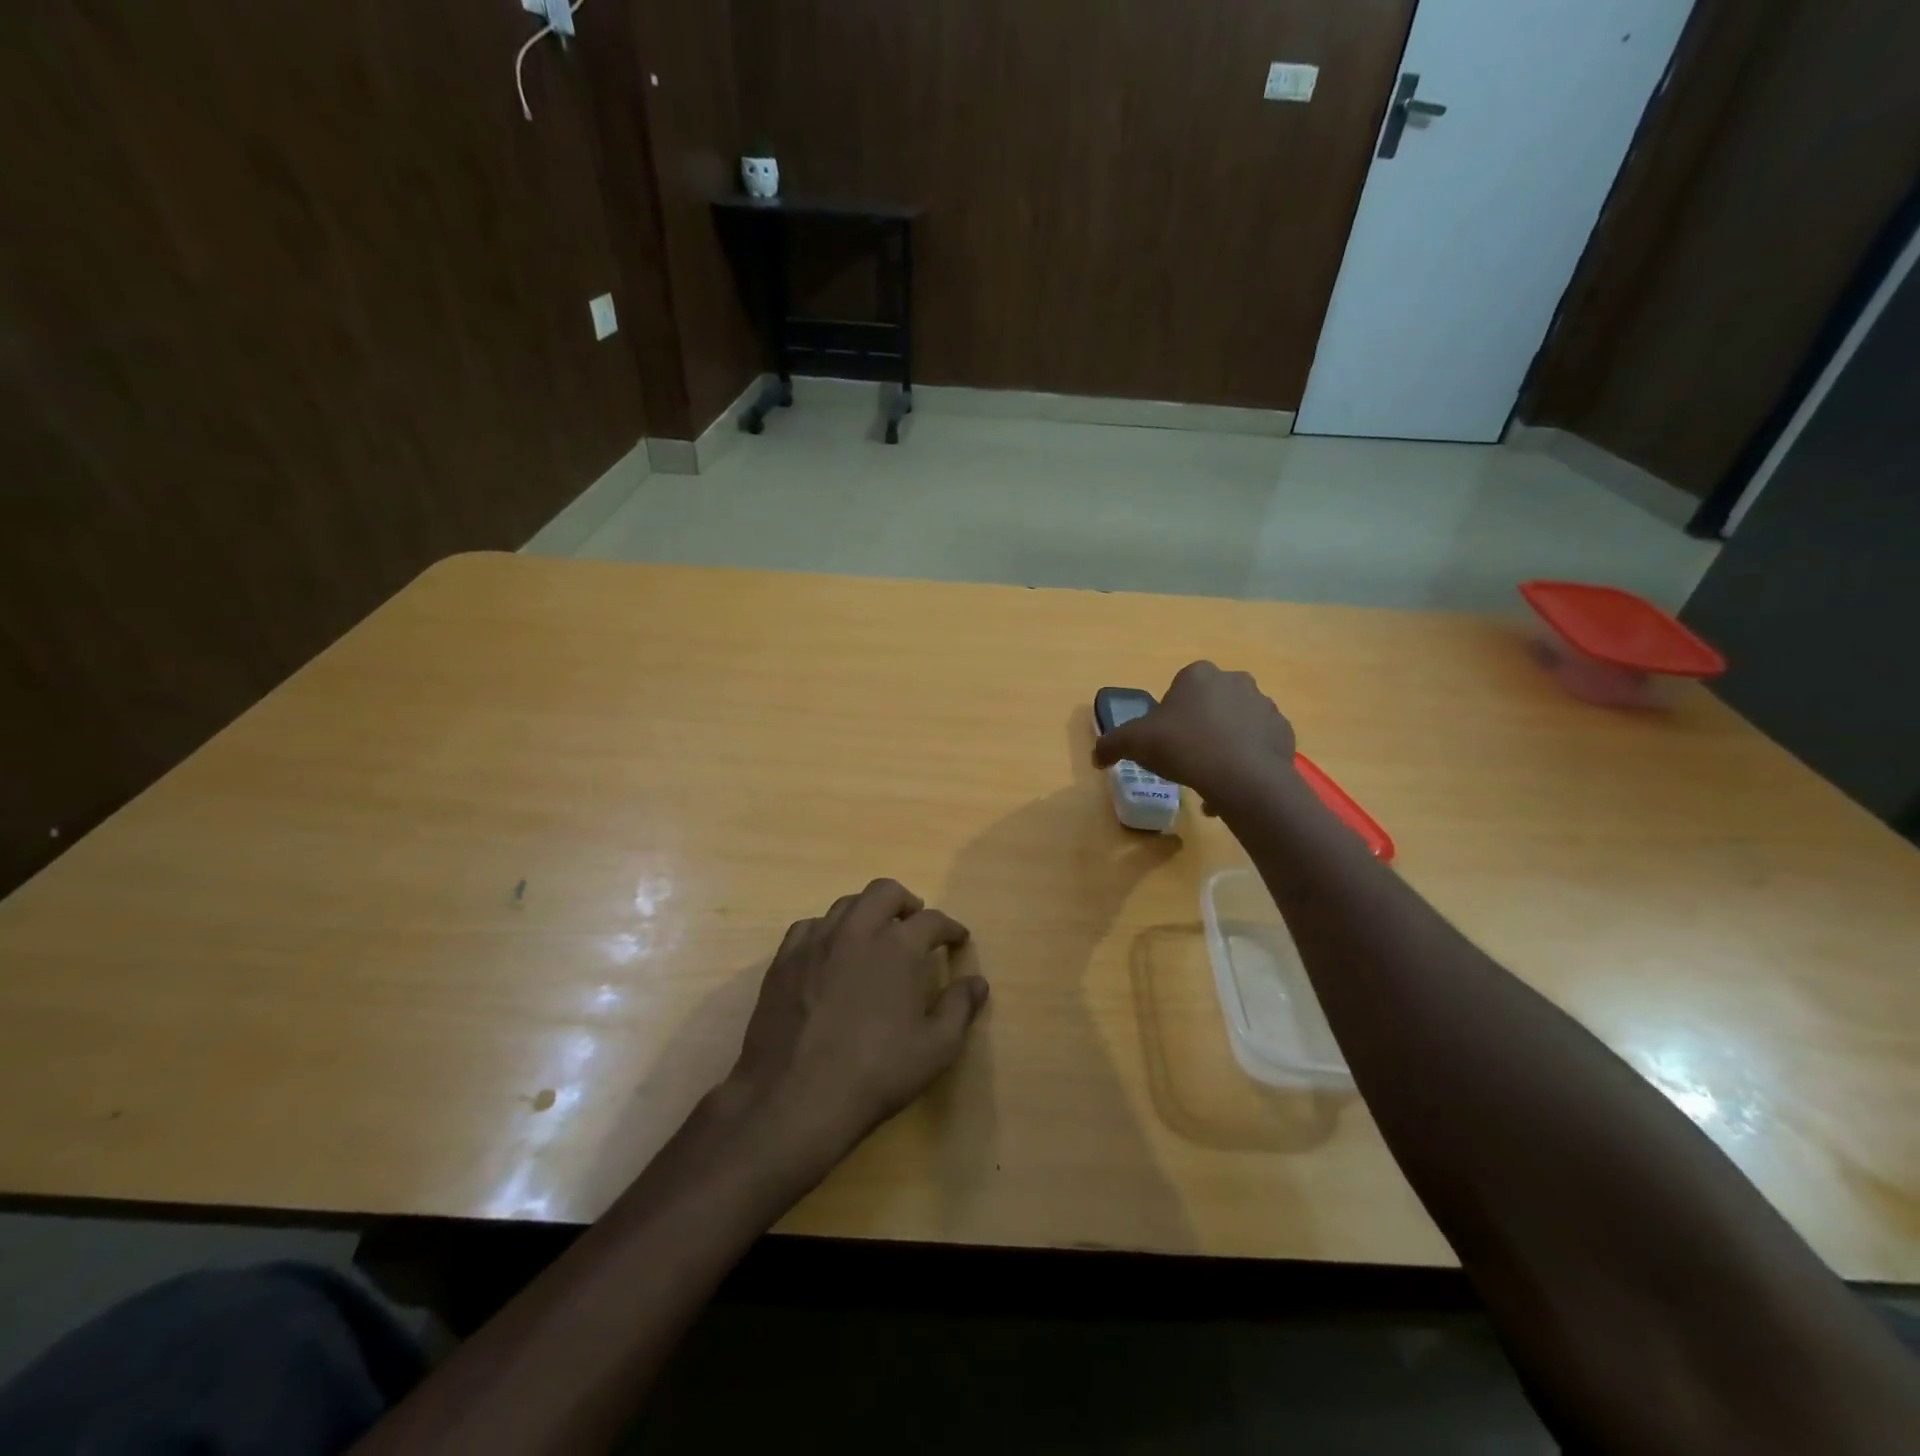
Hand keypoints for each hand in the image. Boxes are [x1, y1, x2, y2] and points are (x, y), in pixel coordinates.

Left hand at [728, 879, 988, 1161]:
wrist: (794, 1098)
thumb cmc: (875, 1073)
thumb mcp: (936, 1049)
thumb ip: (960, 1008)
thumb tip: (977, 982)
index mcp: (898, 947)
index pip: (932, 920)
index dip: (950, 927)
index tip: (957, 938)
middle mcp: (857, 931)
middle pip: (884, 892)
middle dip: (906, 902)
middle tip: (914, 923)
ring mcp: (816, 942)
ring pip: (845, 904)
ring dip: (867, 912)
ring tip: (874, 936)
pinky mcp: (784, 960)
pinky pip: (810, 927)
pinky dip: (828, 931)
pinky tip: (830, 954)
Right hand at [1092, 661, 1296, 807]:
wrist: (1242, 777)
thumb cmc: (1183, 747)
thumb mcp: (1134, 743)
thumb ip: (1111, 744)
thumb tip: (1096, 756)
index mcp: (1199, 674)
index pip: (1179, 687)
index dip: (1169, 715)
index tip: (1164, 740)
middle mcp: (1236, 681)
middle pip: (1209, 704)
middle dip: (1199, 727)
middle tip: (1185, 757)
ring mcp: (1265, 706)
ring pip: (1236, 725)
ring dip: (1223, 744)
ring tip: (1210, 778)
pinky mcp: (1284, 733)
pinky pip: (1258, 745)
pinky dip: (1246, 760)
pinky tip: (1232, 785)